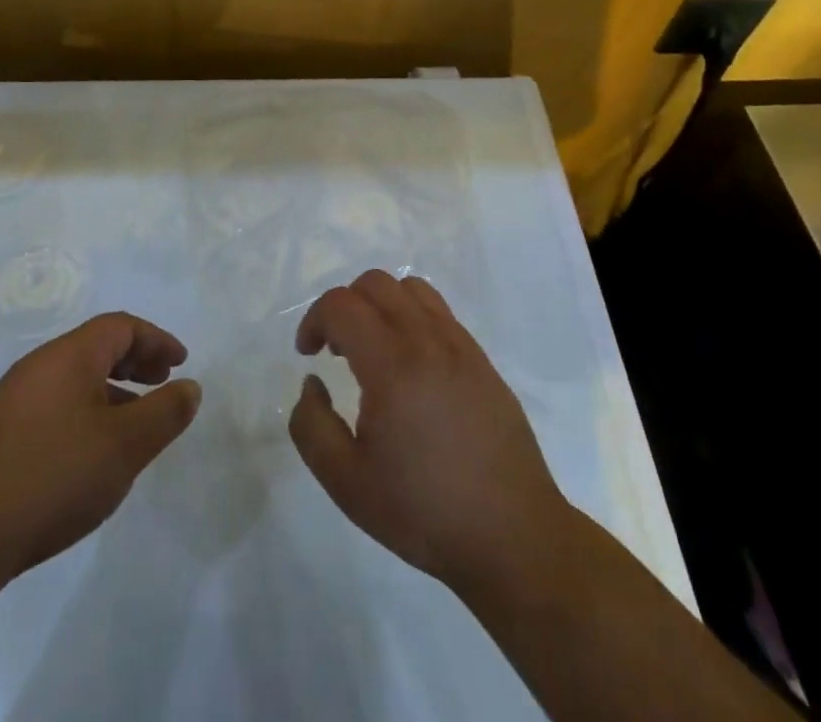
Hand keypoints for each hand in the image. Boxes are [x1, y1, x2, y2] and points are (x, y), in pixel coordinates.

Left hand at [0, 312, 202, 581]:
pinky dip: (83, 412)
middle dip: (133, 361)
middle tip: (160, 384)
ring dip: (109, 390)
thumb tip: (190, 387)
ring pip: (72, 379)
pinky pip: (52, 405)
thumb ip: (164, 413)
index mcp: (68, 356)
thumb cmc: (54, 476)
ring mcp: (10, 400)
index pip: (119, 326)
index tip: (179, 363)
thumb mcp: (125, 446)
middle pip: (94, 347)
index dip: (155, 340)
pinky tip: (88, 454)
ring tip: (132, 425)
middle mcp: (37, 366)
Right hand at [288, 270, 568, 596]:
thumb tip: (312, 382)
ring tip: (374, 348)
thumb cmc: (423, 512)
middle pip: (375, 283)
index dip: (314, 320)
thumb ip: (311, 426)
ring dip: (380, 304)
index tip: (308, 354)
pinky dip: (412, 317)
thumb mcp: (346, 483)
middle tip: (336, 350)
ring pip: (411, 288)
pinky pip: (439, 312)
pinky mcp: (482, 360)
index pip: (342, 305)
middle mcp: (427, 341)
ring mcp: (460, 346)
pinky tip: (411, 365)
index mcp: (392, 365)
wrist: (512, 538)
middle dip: (344, 306)